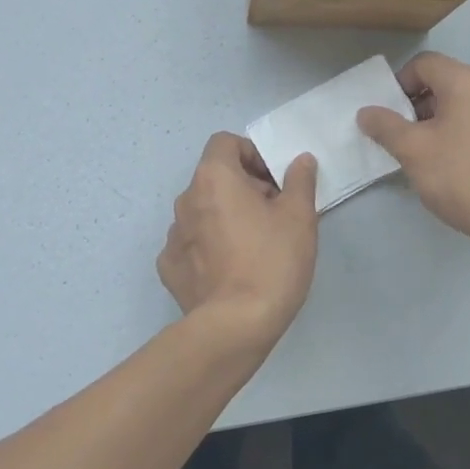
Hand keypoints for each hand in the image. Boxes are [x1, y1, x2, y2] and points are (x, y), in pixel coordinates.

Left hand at [158, 133, 317, 348]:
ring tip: (253, 245)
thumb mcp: (299, 217)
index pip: (225, 142)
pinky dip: (208, 246)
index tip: (273, 181)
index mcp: (213, 178)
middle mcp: (185, 199)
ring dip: (225, 216)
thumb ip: (299, 181)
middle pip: (214, 177)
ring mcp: (173, 235)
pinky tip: (229, 268)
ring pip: (203, 211)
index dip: (251, 154)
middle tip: (272, 214)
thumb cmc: (272, 261)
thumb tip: (300, 160)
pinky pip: (191, 243)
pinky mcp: (169, 266)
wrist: (236, 325)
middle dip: (243, 187)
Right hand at [356, 52, 469, 264]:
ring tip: (424, 156)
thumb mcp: (413, 151)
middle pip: (443, 82)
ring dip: (436, 122)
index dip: (399, 84)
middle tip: (401, 137)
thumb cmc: (463, 178)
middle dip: (415, 105)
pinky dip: (459, 135)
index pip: (423, 63)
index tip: (388, 115)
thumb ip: (385, 126)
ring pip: (461, 105)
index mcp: (466, 82)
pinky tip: (453, 168)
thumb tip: (367, 112)